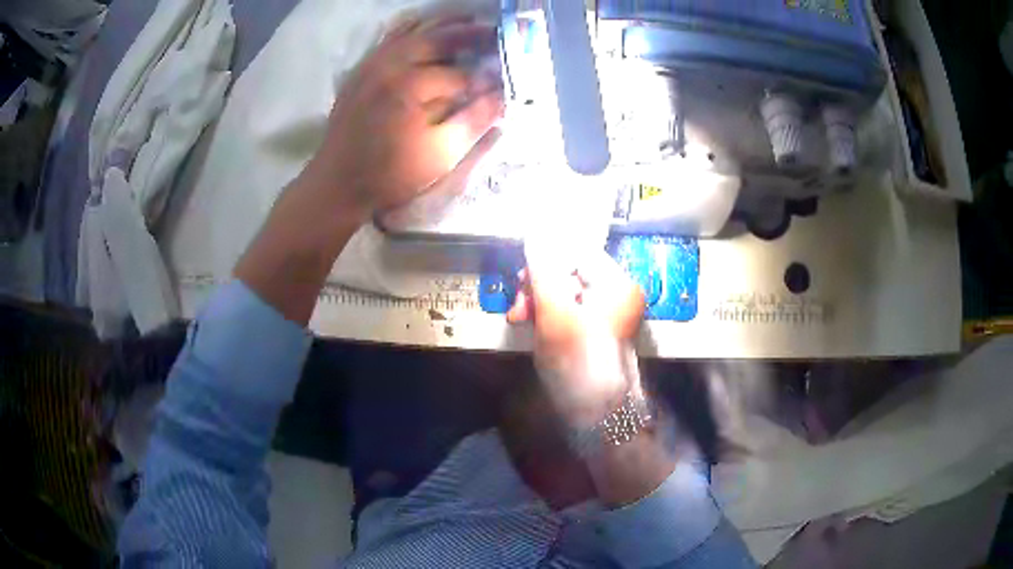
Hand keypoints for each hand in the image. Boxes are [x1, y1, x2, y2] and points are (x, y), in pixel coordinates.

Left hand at [307, 13, 503, 218]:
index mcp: (413, 84)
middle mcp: (392, 63)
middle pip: (440, 37)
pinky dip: (412, 27)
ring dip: (445, 23)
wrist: (337, 183)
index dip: (487, 78)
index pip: (462, 74)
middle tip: (497, 32)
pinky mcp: (362, 68)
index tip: (505, 82)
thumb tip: (502, 96)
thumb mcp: (440, 155)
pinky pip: (390, 37)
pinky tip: (425, 27)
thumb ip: (474, 121)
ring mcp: (373, 62)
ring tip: (470, 19)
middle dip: (472, 34)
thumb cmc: (390, 175)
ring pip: (414, 30)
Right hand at [508, 248, 645, 425]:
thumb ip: (542, 270)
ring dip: (537, 300)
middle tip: (518, 301)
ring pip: (564, 291)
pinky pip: (567, 310)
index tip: (521, 275)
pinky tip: (528, 323)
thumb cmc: (576, 359)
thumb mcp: (554, 311)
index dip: (546, 258)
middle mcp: (617, 293)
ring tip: (518, 317)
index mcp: (618, 283)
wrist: (593, 413)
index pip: (578, 252)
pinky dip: (546, 314)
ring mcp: (606, 313)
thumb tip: (533, 234)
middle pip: (570, 272)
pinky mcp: (594, 330)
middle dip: (538, 284)